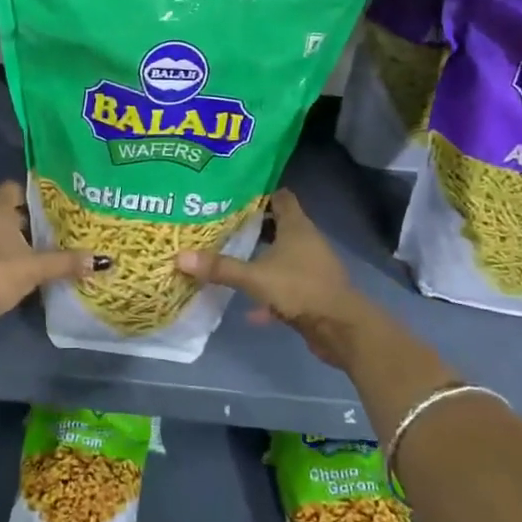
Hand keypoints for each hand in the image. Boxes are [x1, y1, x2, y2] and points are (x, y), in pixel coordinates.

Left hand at [0, 181, 99, 338]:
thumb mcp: (35, 269)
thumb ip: (66, 262)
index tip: (55, 210)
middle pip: (5, 210)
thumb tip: (102, 260)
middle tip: (53, 233)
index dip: (34, 196)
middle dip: (26, 221)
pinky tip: (13, 272)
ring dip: (10, 241)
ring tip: (37, 254)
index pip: (15, 188)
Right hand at [178, 189, 379, 369]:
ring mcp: (311, 267)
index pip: (280, 196)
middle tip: (222, 225)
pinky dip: (269, 291)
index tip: (232, 195)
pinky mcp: (312, 291)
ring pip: (282, 255)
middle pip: (279, 225)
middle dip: (253, 226)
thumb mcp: (255, 277)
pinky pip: (285, 285)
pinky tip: (250, 308)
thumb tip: (179, 256)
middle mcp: (306, 241)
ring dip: (261, 257)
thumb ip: (220, 267)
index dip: (259, 193)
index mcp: (297, 226)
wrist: (341, 329)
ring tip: (230, 258)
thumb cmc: (300, 289)